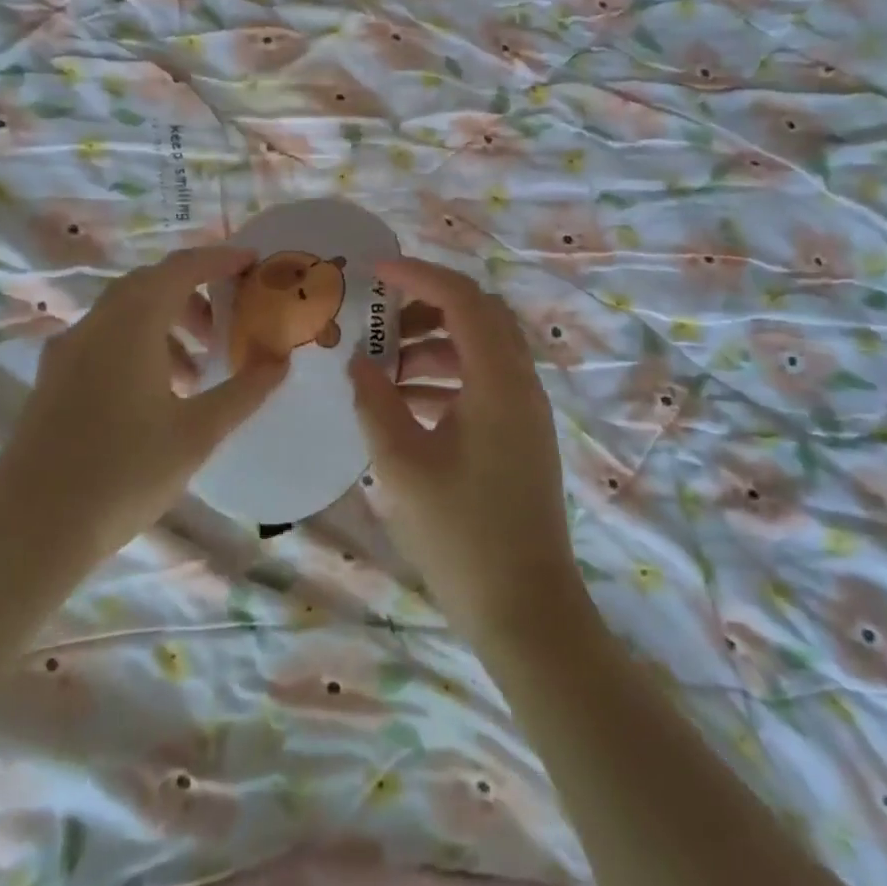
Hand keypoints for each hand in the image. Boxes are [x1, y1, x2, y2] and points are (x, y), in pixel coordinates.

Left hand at [0, 245, 287, 578]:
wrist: (28, 530)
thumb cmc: (123, 473)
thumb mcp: (197, 433)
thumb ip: (244, 392)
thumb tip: (280, 361)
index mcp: (132, 323)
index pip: (182, 268)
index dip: (220, 259)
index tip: (253, 263)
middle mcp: (96, 323)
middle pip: (151, 285)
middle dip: (194, 294)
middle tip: (226, 324)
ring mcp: (67, 351)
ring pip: (125, 314)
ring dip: (166, 325)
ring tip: (196, 371)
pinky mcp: (52, 379)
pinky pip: (104, 340)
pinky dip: (138, 346)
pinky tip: (155, 396)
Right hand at [350, 257, 582, 646]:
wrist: (527, 613)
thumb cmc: (462, 536)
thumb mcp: (401, 466)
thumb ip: (374, 403)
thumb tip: (358, 362)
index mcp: (497, 381)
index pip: (462, 300)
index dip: (418, 276)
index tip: (374, 272)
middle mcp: (520, 384)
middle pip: (479, 315)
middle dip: (427, 306)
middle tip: (381, 318)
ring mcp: (525, 411)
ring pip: (481, 349)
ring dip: (434, 344)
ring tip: (383, 367)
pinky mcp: (522, 436)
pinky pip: (484, 382)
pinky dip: (446, 377)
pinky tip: (406, 404)